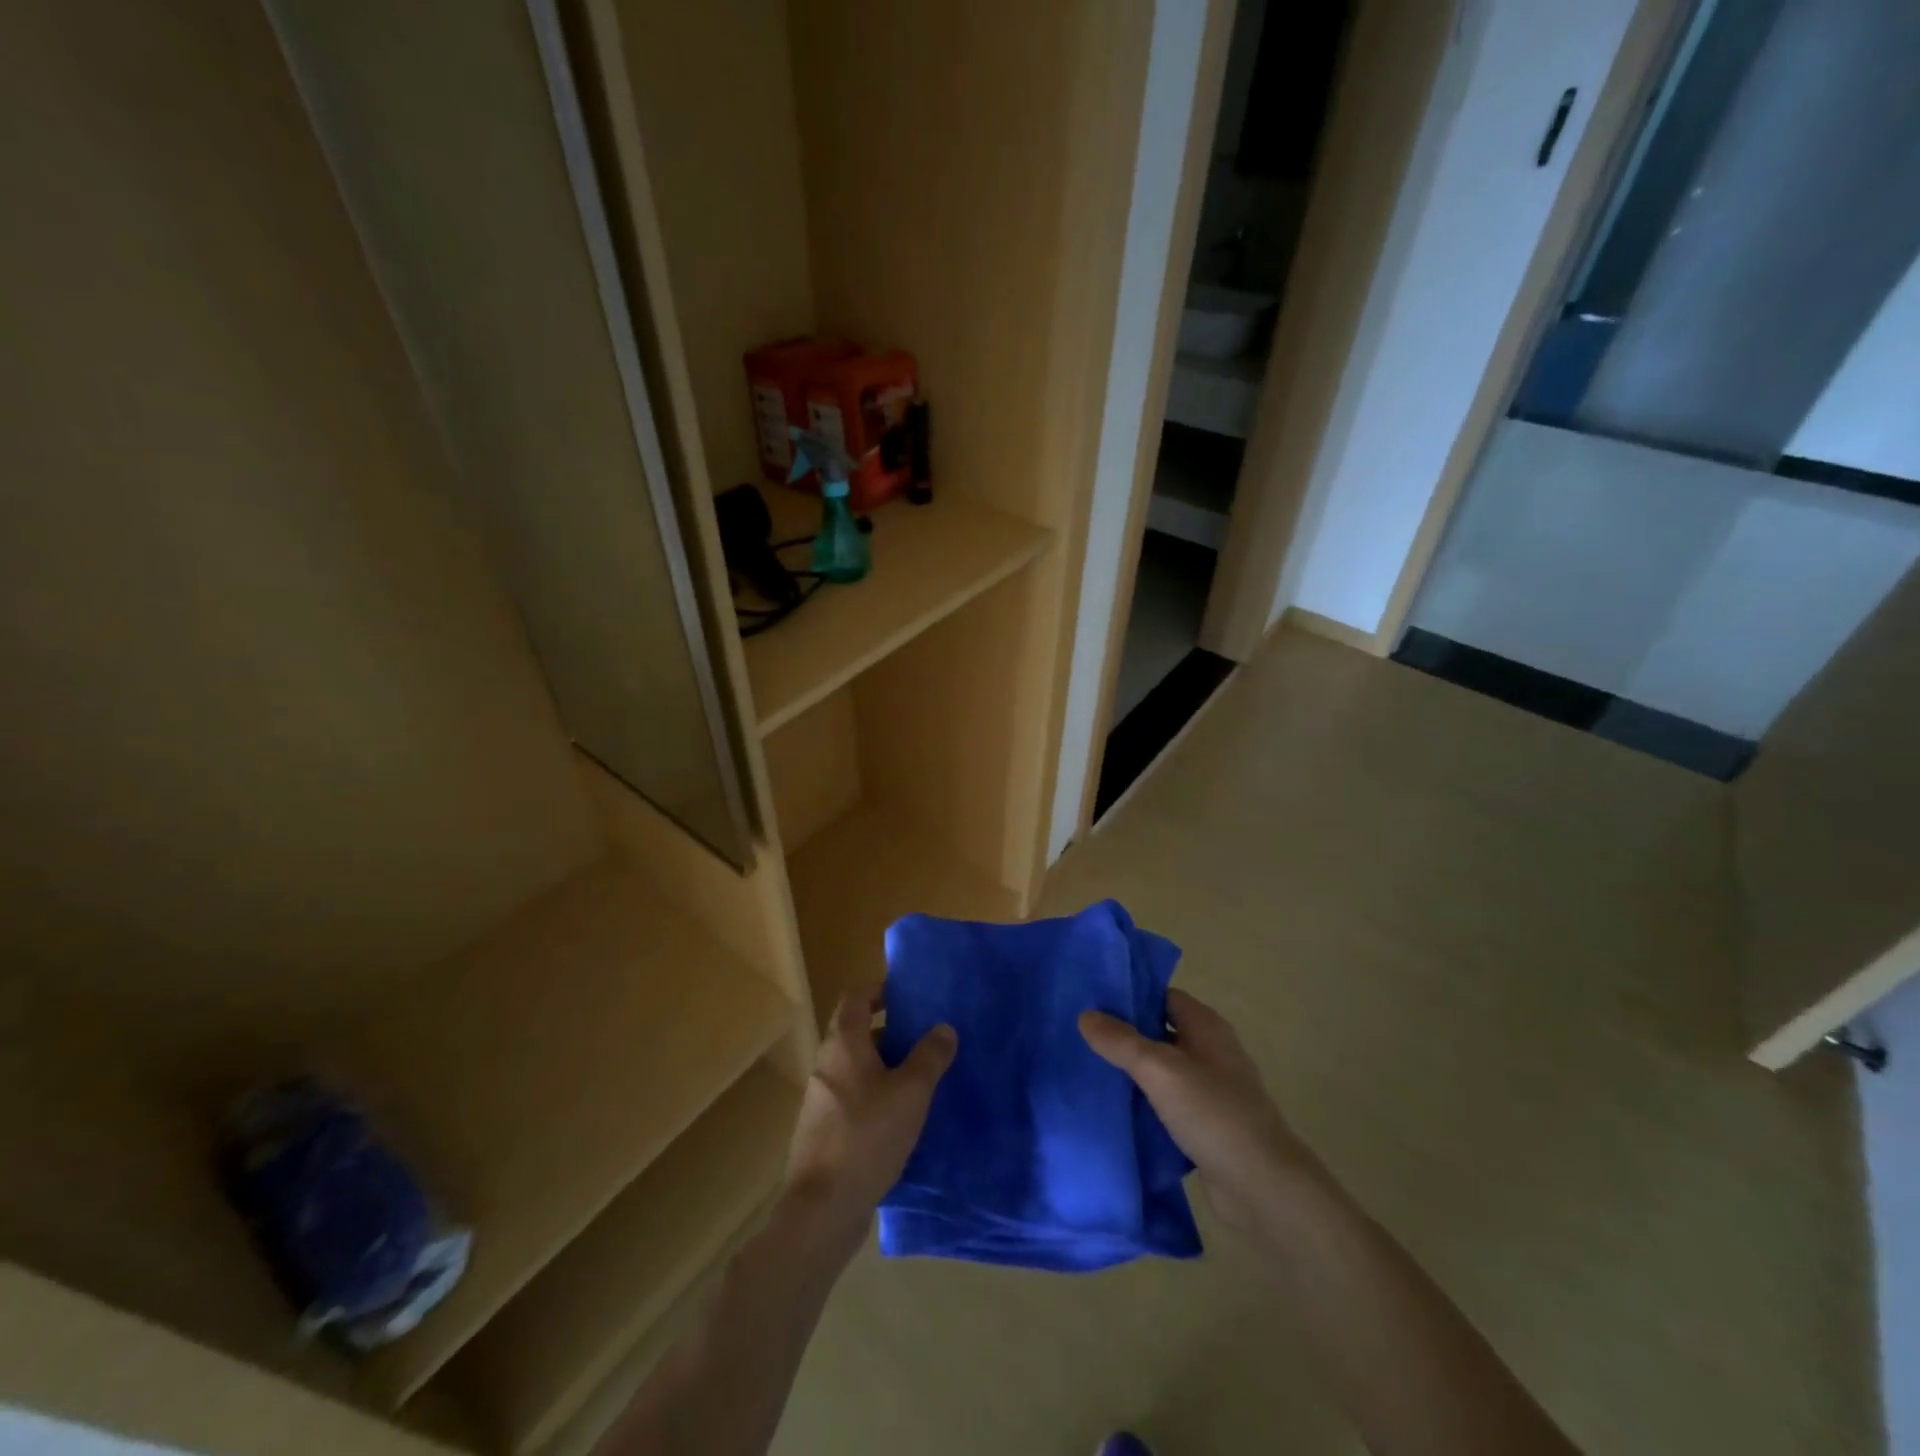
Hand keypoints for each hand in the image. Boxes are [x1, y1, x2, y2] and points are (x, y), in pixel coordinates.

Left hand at [783, 984, 956, 1262]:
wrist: (823, 1207)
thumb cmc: (867, 1136)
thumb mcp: (911, 1093)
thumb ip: (929, 1057)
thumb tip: (944, 1027)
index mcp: (843, 1044)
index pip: (856, 998)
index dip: (880, 991)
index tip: (909, 997)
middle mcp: (827, 1064)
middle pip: (856, 1031)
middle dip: (890, 1031)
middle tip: (924, 1038)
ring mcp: (821, 1099)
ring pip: (855, 1067)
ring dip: (884, 1066)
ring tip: (920, 1078)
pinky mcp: (823, 1130)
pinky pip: (852, 1097)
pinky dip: (875, 1096)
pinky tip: (901, 1118)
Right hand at [1080, 989, 1308, 1235]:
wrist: (1262, 1188)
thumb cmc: (1213, 1114)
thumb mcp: (1160, 1070)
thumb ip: (1121, 1041)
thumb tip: (1085, 1015)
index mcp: (1206, 1026)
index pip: (1162, 996)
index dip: (1130, 996)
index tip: (1092, 1002)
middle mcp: (1210, 1051)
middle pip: (1160, 1032)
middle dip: (1125, 1035)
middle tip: (1082, 1037)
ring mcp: (1211, 1090)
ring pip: (1162, 1071)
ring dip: (1132, 1072)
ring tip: (1089, 1070)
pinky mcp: (1206, 1125)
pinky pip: (1167, 1104)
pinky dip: (1144, 1104)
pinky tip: (1114, 1110)